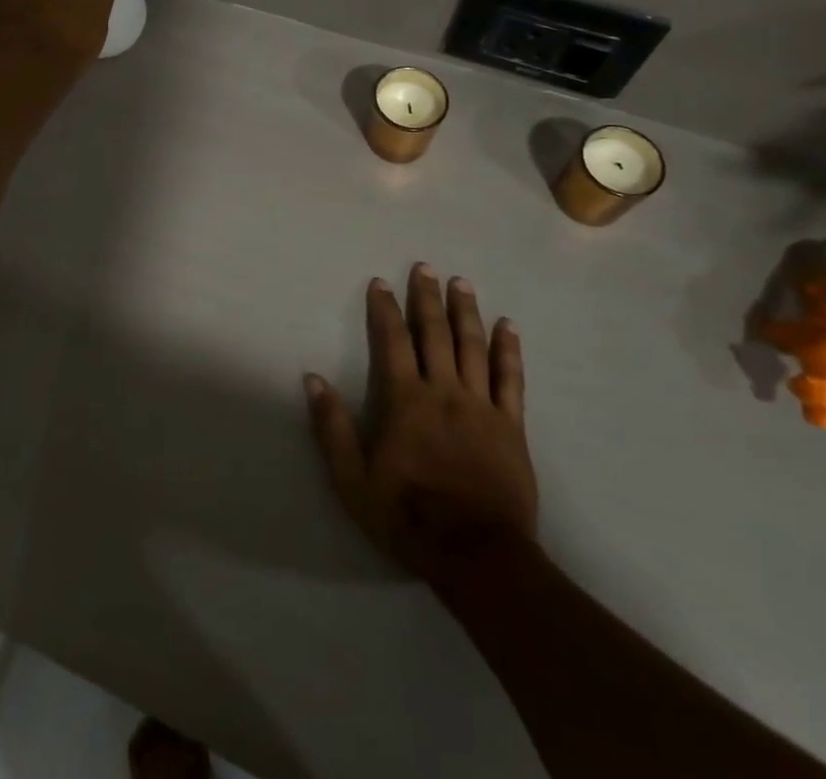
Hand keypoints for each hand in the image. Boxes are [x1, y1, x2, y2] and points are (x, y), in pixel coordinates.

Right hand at [305, 264, 537, 589]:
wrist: (479, 557)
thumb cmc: (409, 518)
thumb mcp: (353, 481)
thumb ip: (333, 428)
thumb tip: (313, 379)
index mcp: (406, 400)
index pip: (393, 341)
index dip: (386, 309)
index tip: (381, 283)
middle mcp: (445, 392)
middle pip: (436, 333)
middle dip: (427, 298)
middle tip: (425, 267)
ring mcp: (482, 407)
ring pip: (474, 347)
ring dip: (466, 311)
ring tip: (461, 283)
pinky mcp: (512, 426)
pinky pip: (511, 379)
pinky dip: (509, 350)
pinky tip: (508, 327)